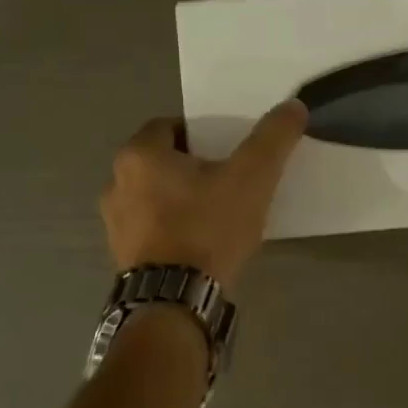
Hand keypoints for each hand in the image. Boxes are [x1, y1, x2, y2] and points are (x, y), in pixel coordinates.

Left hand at [100, 101, 307, 286]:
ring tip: (214, 215)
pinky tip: (197, 245)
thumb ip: (272, 139)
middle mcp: (116, 183)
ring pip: (152, 196)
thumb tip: (293, 106)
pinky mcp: (121, 255)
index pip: (169, 127)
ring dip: (178, 199)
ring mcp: (114, 223)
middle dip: (190, 167)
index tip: (226, 152)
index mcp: (138, 155)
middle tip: (225, 182)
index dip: (200, 134)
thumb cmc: (207, 229)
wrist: (176, 301)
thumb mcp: (251, 178)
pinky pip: (149, 228)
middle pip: (159, 161)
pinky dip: (170, 229)